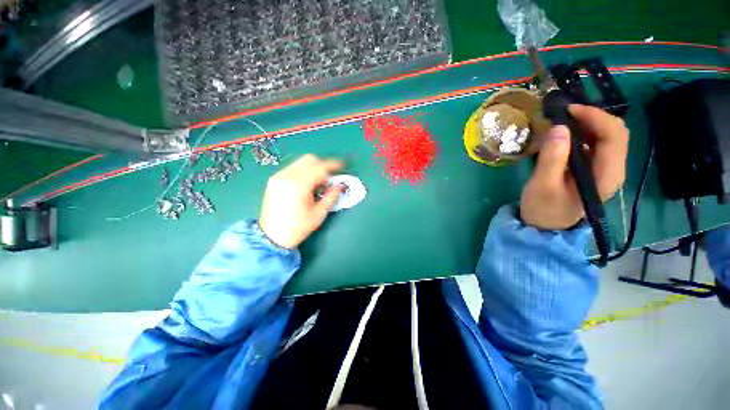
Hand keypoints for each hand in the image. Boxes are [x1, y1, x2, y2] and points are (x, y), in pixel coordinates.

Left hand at [259, 154, 342, 248]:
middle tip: (331, 177)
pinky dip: (304, 172)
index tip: (343, 165)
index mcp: (299, 184)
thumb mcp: (319, 214)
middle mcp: (287, 175)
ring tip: (319, 183)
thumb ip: (331, 196)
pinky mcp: (274, 180)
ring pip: (301, 162)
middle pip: (310, 159)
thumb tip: (341, 185)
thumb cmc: (298, 227)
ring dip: (314, 168)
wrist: (271, 236)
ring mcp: (279, 176)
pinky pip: (293, 168)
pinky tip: (307, 185)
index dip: (333, 165)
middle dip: (323, 165)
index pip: (320, 167)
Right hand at [520, 104, 628, 229]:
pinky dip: (584, 134)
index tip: (568, 110)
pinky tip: (567, 136)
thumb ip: (552, 158)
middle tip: (564, 115)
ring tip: (564, 122)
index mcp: (607, 174)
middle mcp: (614, 169)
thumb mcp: (542, 186)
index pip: (614, 135)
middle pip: (615, 132)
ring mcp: (606, 170)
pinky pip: (597, 145)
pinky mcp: (596, 170)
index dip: (594, 116)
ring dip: (588, 124)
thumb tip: (559, 128)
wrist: (546, 227)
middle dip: (592, 117)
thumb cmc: (543, 209)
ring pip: (608, 137)